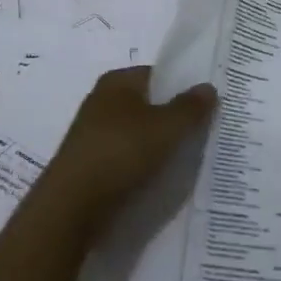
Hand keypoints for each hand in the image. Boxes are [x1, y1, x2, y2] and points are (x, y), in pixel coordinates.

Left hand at [46, 67, 217, 222]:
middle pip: (148, 104)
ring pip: (138, 133)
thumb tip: (208, 87)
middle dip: (173, 117)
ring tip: (187, 159)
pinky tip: (160, 178)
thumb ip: (190, 107)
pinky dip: (143, 164)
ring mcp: (94, 134)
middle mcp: (102, 101)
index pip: (157, 74)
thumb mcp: (166, 128)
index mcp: (117, 82)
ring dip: (158, 144)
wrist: (71, 207)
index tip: (208, 105)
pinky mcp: (91, 164)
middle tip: (204, 133)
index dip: (183, 86)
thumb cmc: (121, 153)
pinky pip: (126, 157)